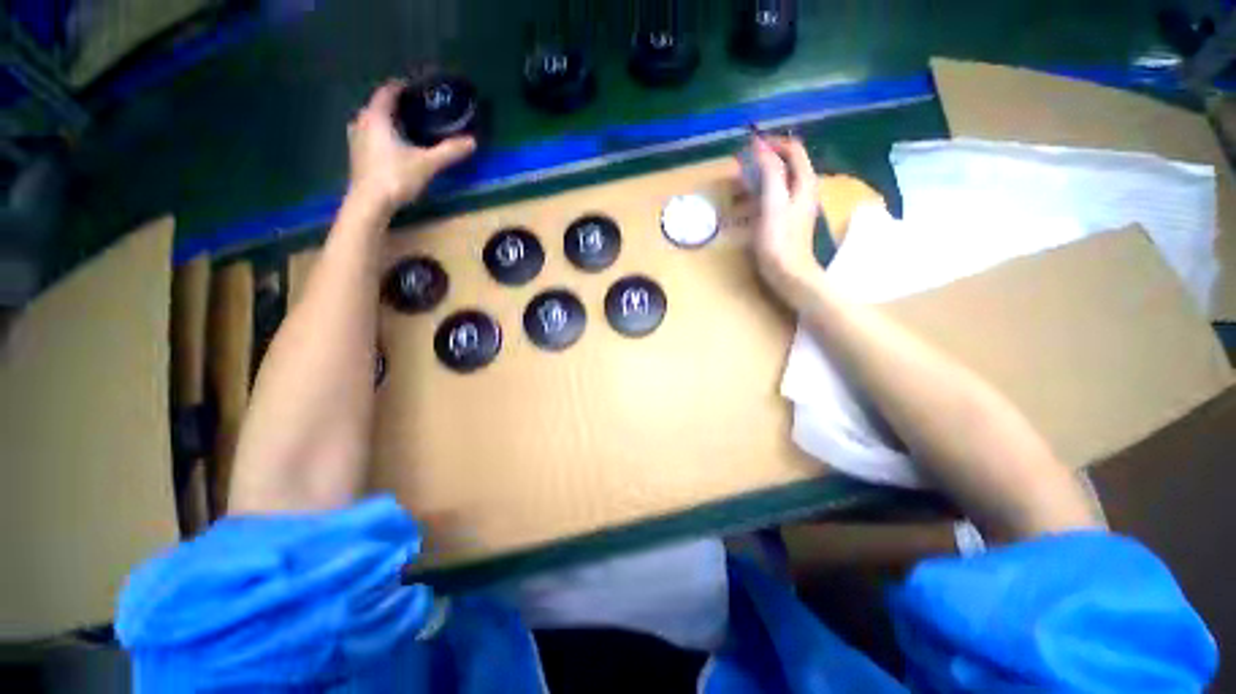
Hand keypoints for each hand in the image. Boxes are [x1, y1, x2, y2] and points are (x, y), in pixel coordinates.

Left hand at [347, 80, 476, 213]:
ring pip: (373, 122)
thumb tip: (472, 141)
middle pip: (379, 106)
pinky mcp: (357, 156)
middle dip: (396, 106)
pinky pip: (370, 136)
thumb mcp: (427, 163)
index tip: (416, 88)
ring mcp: (356, 139)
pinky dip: (383, 136)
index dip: (401, 86)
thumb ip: (449, 151)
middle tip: (417, 111)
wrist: (370, 203)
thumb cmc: (395, 177)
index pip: (387, 91)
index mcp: (376, 117)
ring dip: (388, 122)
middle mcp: (361, 122)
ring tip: (408, 128)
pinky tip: (395, 146)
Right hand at [748, 135, 824, 301]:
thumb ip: (770, 172)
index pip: (793, 149)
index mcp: (804, 182)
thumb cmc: (779, 240)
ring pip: (775, 184)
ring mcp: (794, 206)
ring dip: (754, 182)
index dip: (773, 143)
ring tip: (733, 190)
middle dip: (760, 163)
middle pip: (783, 165)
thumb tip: (761, 146)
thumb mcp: (773, 203)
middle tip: (737, 169)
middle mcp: (803, 190)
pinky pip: (770, 201)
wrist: (788, 273)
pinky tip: (740, 211)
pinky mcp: (785, 221)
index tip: (749, 146)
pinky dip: (755, 199)